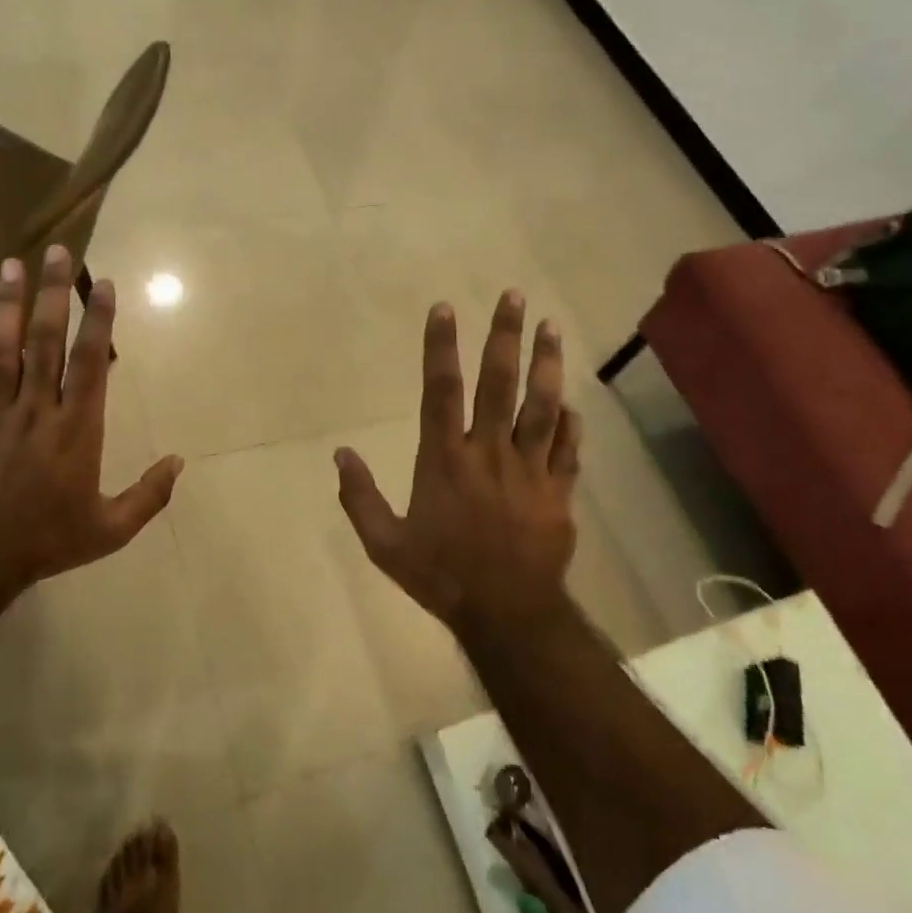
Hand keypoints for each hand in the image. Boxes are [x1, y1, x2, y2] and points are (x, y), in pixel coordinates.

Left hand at [0, 246, 182, 604]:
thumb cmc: (47, 541)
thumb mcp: (110, 529)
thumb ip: (149, 495)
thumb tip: (180, 461)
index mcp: (77, 430)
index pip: (89, 363)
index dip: (97, 320)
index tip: (102, 283)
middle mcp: (36, 410)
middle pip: (45, 342)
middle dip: (52, 294)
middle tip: (56, 251)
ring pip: (1, 350)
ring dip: (7, 305)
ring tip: (11, 264)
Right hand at [334, 292, 580, 631]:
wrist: (507, 615)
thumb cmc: (441, 576)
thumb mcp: (385, 544)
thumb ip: (360, 497)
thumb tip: (340, 454)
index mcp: (444, 460)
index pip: (440, 391)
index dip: (441, 347)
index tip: (445, 309)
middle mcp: (488, 453)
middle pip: (499, 384)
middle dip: (505, 337)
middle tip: (514, 297)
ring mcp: (529, 470)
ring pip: (541, 406)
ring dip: (546, 364)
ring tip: (552, 327)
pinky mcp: (558, 492)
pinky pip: (567, 449)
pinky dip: (570, 423)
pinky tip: (571, 402)